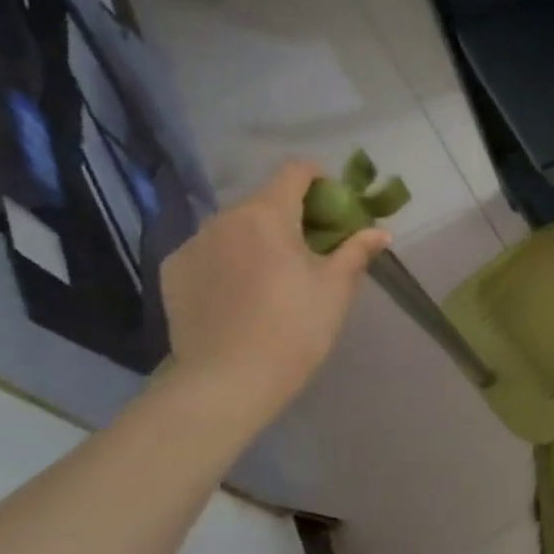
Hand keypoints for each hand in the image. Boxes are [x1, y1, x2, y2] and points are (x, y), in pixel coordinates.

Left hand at [159, 160, 388, 424]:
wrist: (228, 382)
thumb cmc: (295, 328)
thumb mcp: (336, 289)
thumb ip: (356, 251)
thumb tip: (380, 232)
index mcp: (268, 214)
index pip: (295, 171)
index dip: (319, 180)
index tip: (334, 205)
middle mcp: (224, 218)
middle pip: (264, 200)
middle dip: (291, 215)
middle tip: (312, 249)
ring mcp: (192, 244)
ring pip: (234, 227)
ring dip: (258, 238)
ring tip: (273, 276)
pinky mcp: (172, 271)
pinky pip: (209, 252)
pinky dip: (228, 260)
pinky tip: (240, 295)